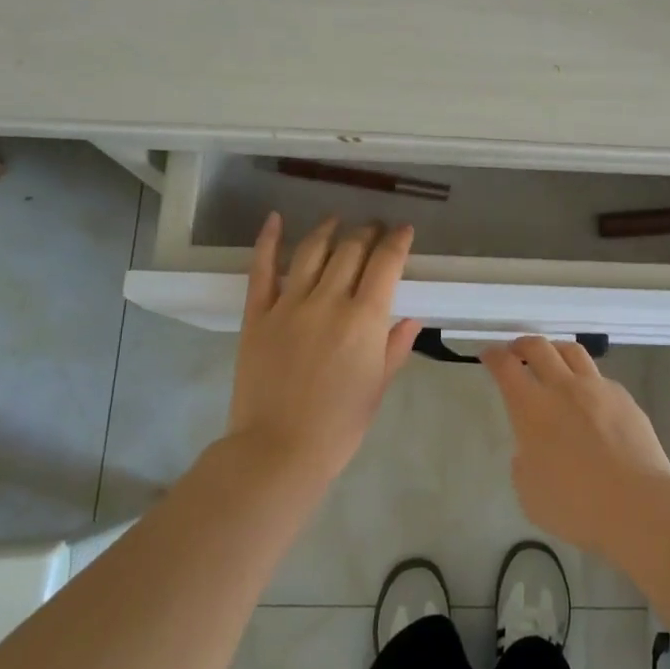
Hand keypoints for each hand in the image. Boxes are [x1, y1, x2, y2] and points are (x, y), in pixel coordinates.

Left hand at [226, 213, 421, 480]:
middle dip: (367, 232)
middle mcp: (328, 300)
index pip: (386, 263)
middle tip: (374, 228)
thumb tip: (412, 317)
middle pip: (351, 250)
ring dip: (328, 230)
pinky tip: (275, 219)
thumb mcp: (378, 386)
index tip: (403, 231)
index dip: (397, 241)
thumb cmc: (340, 425)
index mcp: (364, 319)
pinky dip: (268, 240)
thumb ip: (395, 346)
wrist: (279, 450)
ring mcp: (289, 304)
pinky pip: (261, 269)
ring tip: (337, 221)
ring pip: (311, 251)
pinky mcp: (257, 314)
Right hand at [481, 336, 669, 558]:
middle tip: (516, 351)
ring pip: (572, 351)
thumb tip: (534, 447)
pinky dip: (585, 379)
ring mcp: (597, 389)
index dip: (494, 356)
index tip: (488, 354)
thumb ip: (525, 462)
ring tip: (552, 359)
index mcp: (532, 408)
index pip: (506, 367)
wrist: (637, 504)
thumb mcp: (529, 492)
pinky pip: (599, 377)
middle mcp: (563, 388)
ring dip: (555, 350)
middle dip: (522, 344)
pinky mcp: (624, 398)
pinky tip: (588, 398)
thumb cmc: (575, 506)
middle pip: (539, 347)